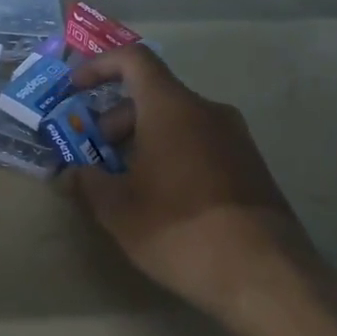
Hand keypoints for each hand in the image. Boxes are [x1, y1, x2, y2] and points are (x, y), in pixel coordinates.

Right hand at [65, 44, 321, 319]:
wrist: (265, 275)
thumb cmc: (179, 229)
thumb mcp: (118, 210)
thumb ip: (87, 182)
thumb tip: (71, 173)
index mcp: (171, 107)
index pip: (133, 60)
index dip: (99, 67)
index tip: (75, 90)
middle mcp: (207, 110)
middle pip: (153, 95)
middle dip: (115, 121)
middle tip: (93, 157)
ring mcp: (235, 137)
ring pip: (176, 121)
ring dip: (142, 141)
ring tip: (123, 184)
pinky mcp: (250, 165)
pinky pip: (199, 143)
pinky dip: (171, 154)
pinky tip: (160, 198)